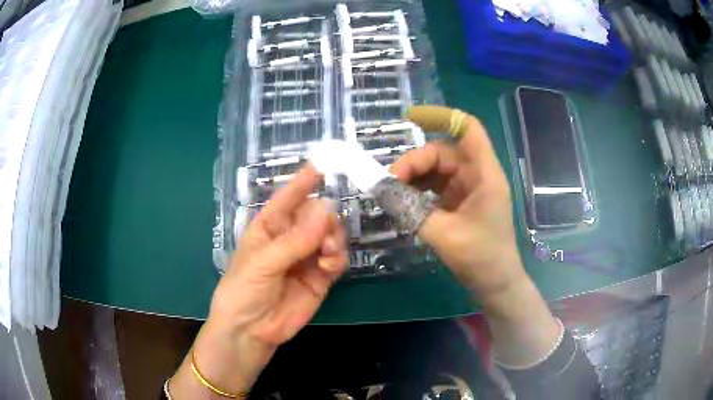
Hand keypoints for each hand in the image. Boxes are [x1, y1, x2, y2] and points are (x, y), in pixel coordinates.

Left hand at [170, 165, 347, 397]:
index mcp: (269, 227)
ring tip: (326, 253)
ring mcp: (306, 258)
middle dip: (324, 219)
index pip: (288, 198)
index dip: (303, 182)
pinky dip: (338, 258)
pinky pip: (336, 259)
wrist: (251, 330)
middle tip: (325, 235)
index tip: (322, 165)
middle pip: (316, 215)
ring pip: (330, 235)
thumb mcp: (263, 261)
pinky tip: (329, 266)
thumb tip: (326, 210)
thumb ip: (296, 240)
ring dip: (333, 238)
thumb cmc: (244, 289)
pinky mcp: (320, 277)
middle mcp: (289, 238)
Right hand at [392, 112, 561, 366]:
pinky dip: (418, 191)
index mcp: (484, 174)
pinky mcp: (461, 202)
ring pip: (436, 170)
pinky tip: (403, 202)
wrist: (496, 284)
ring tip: (392, 194)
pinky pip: (436, 187)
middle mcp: (477, 175)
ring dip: (413, 178)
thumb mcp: (444, 234)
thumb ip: (411, 210)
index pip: (467, 129)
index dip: (440, 116)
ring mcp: (469, 189)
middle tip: (388, 184)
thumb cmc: (481, 259)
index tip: (409, 118)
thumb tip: (380, 189)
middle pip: (443, 152)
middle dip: (414, 163)